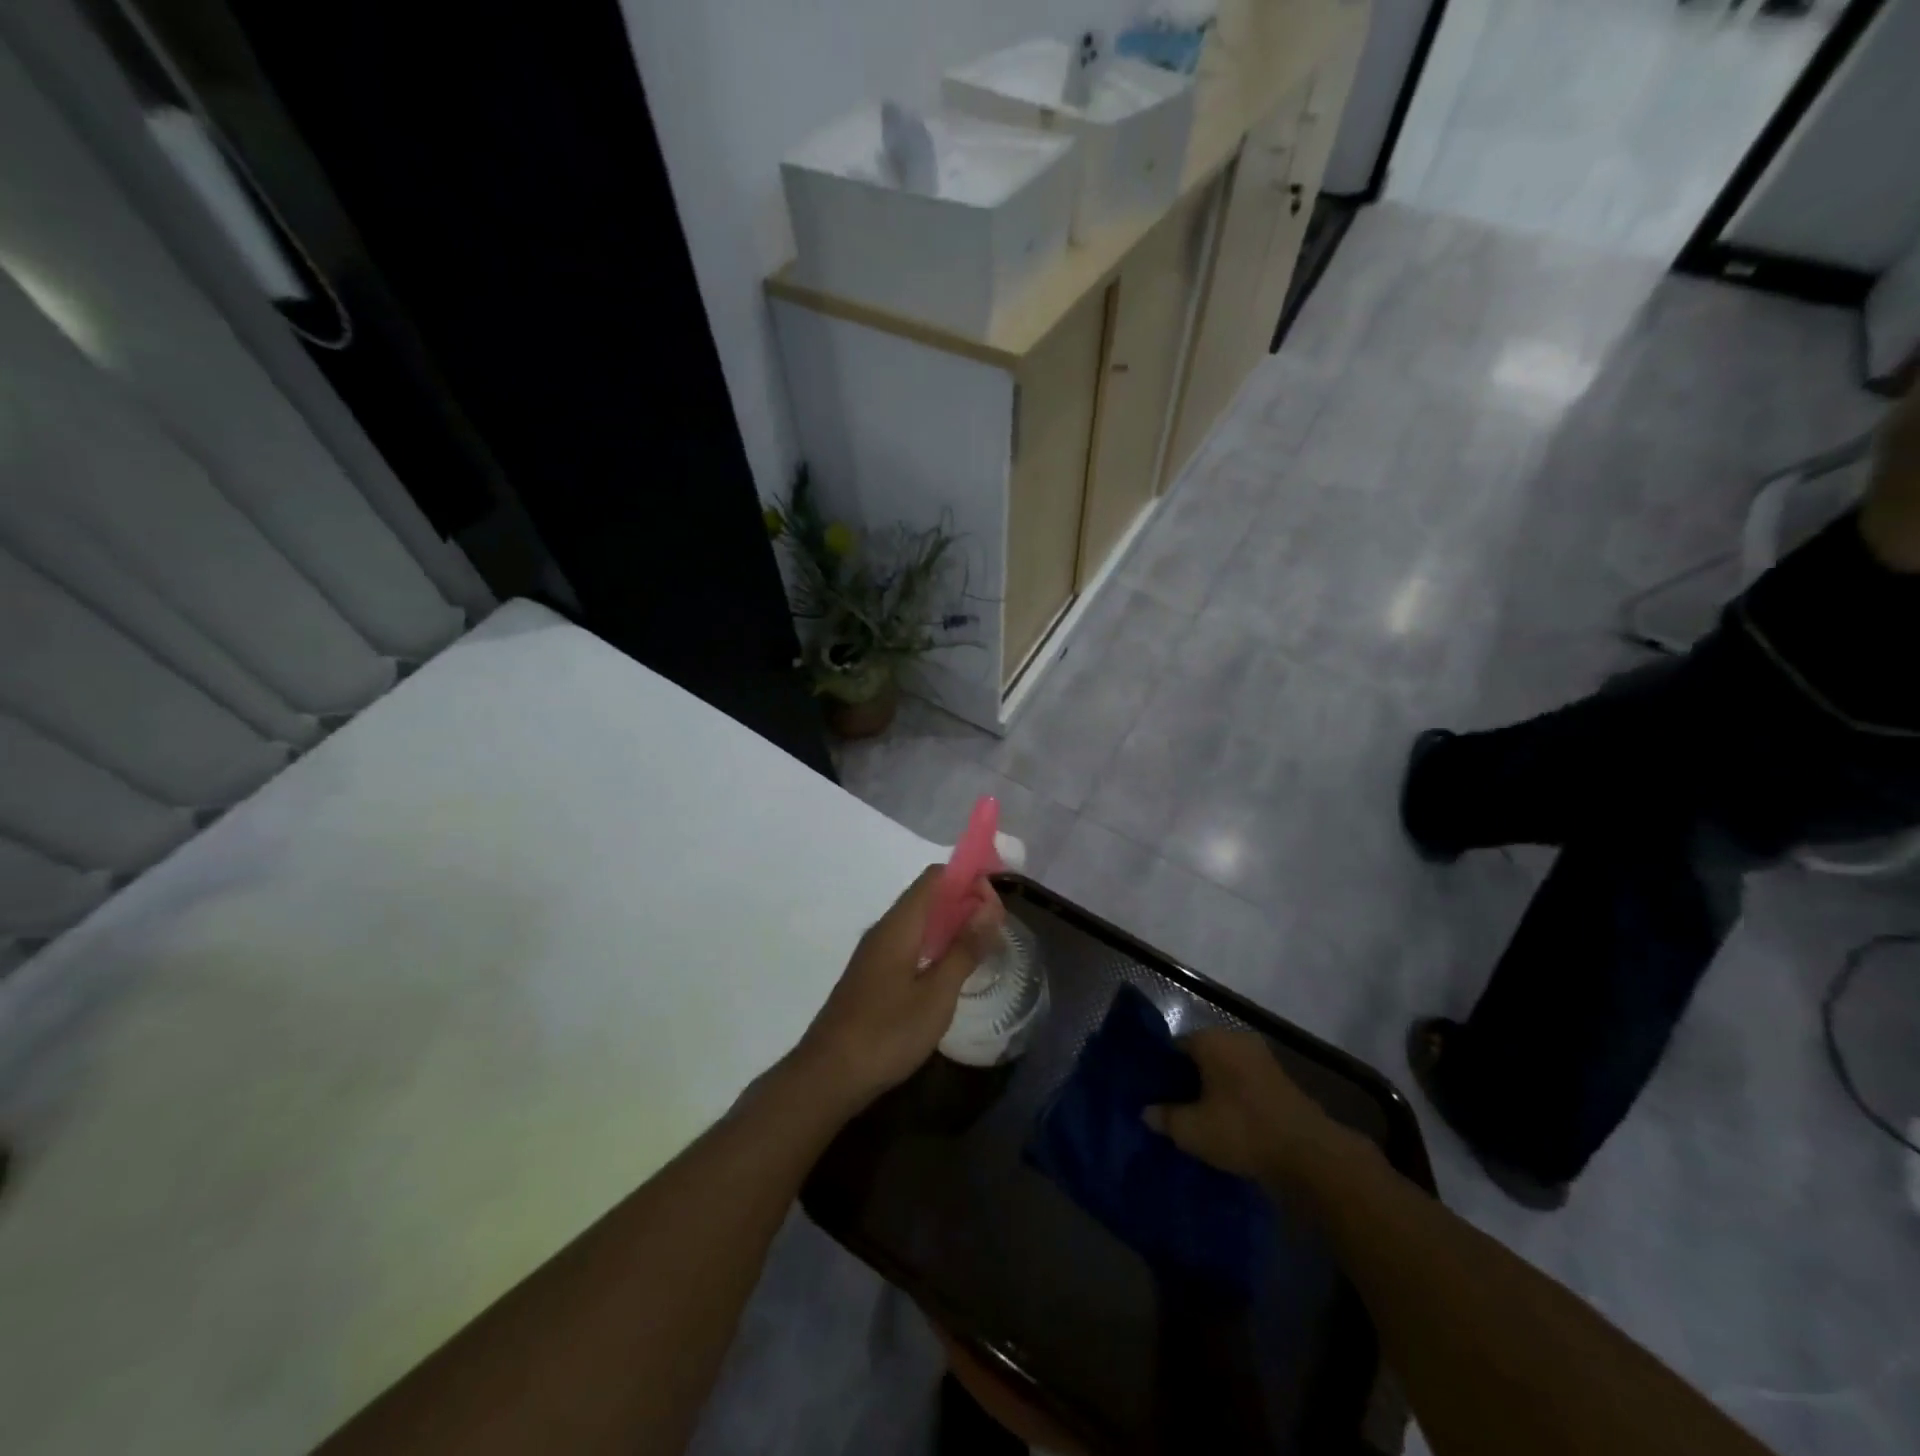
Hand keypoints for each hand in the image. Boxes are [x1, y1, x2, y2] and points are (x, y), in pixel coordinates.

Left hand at [791, 866, 1005, 1113]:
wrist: (828, 1075)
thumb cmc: (887, 1033)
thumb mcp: (936, 995)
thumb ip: (964, 949)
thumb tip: (988, 907)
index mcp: (899, 925)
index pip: (935, 877)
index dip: (968, 879)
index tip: (997, 904)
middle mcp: (884, 929)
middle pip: (928, 896)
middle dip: (965, 902)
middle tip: (996, 930)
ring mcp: (875, 953)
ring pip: (919, 922)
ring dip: (951, 925)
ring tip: (982, 947)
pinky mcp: (872, 975)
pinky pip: (909, 943)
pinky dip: (935, 945)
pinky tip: (951, 970)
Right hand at [1144, 1029, 1342, 1184]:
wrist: (1310, 1154)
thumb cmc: (1242, 1130)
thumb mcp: (1191, 1130)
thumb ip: (1164, 1117)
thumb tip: (1146, 1111)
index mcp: (1210, 1039)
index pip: (1173, 1047)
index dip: (1161, 1072)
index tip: (1154, 1096)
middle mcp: (1235, 1038)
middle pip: (1200, 1057)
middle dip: (1186, 1081)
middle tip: (1173, 1110)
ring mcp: (1261, 1057)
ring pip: (1223, 1071)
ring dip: (1212, 1091)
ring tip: (1199, 1120)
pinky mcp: (1280, 1079)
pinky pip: (1243, 1083)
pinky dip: (1233, 1098)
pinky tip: (1227, 1124)